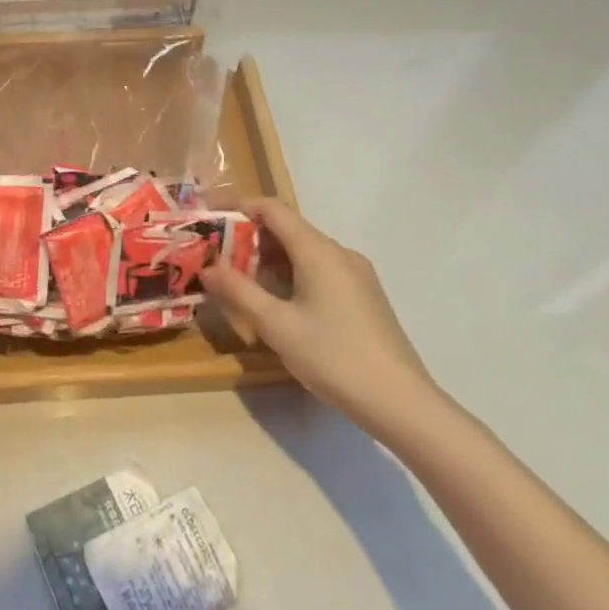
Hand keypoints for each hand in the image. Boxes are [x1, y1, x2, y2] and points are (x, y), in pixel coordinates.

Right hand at [202, 198, 437, 441]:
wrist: (401, 403)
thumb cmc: (333, 357)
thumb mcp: (276, 325)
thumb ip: (238, 291)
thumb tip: (207, 268)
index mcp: (318, 250)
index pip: (272, 209)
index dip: (238, 206)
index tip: (209, 218)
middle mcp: (339, 252)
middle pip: (287, 229)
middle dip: (248, 240)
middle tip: (217, 260)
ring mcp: (355, 274)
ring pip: (303, 252)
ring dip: (268, 261)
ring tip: (240, 285)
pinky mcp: (363, 295)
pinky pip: (319, 270)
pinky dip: (291, 276)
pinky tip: (277, 305)